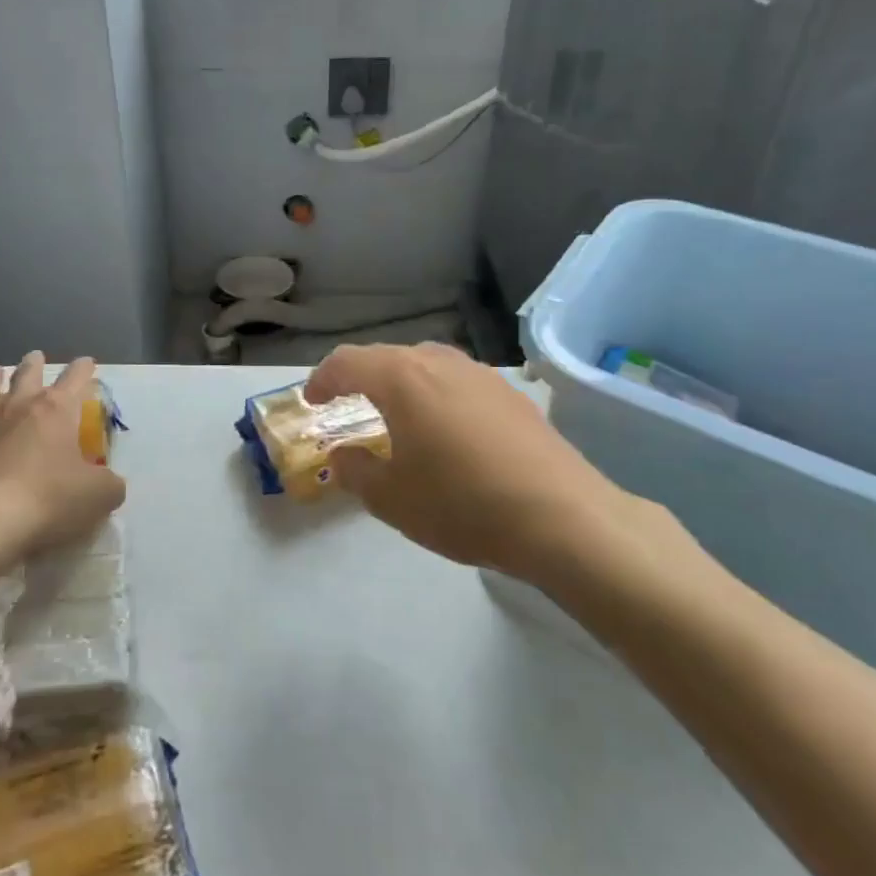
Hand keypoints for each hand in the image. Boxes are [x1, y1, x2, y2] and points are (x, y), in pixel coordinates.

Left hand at [0, 353, 123, 569]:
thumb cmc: (48, 501)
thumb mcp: (98, 496)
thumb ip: (109, 485)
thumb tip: (110, 483)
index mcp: (55, 412)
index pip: (74, 380)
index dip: (83, 369)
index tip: (87, 361)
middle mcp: (17, 410)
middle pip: (26, 377)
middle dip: (34, 365)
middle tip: (35, 356)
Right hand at [304, 343, 638, 571]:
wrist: (563, 518)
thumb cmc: (463, 505)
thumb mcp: (391, 499)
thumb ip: (355, 471)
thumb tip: (343, 455)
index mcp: (402, 379)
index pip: (347, 362)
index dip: (322, 379)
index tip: (312, 400)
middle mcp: (439, 362)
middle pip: (386, 357)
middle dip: (359, 377)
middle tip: (345, 404)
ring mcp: (480, 374)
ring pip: (424, 364)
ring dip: (399, 382)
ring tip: (393, 413)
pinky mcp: (511, 394)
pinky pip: (456, 381)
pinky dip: (434, 394)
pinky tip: (444, 428)